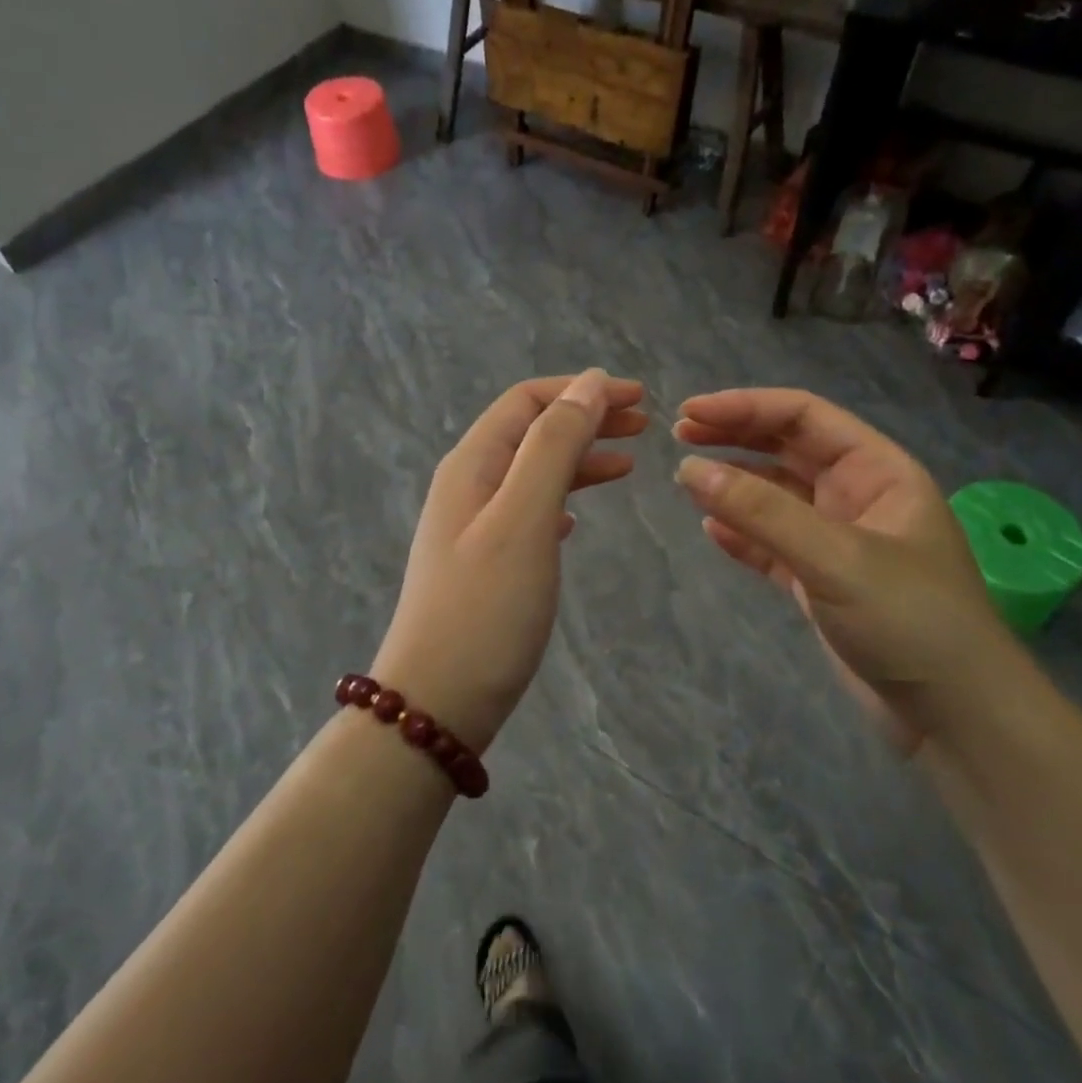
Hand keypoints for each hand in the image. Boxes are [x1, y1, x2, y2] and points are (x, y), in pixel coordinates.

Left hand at [374, 370, 646, 753]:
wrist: (437, 701)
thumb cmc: (486, 608)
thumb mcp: (524, 517)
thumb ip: (555, 445)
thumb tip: (590, 381)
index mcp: (472, 465)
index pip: (526, 401)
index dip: (583, 389)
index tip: (640, 398)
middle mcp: (466, 487)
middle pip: (530, 434)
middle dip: (586, 420)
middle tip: (645, 427)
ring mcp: (471, 528)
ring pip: (531, 474)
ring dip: (577, 460)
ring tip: (627, 466)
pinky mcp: (483, 566)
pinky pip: (526, 514)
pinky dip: (559, 502)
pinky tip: (577, 519)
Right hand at [674, 388, 1011, 748]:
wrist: (955, 716)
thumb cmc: (908, 620)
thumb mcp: (834, 557)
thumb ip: (760, 512)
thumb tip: (688, 468)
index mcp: (878, 471)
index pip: (804, 418)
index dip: (746, 407)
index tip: (690, 413)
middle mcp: (857, 497)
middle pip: (787, 450)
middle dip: (734, 438)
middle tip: (678, 436)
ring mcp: (838, 542)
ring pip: (776, 498)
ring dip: (733, 485)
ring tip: (686, 479)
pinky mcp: (821, 583)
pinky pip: (772, 545)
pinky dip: (742, 535)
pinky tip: (710, 530)